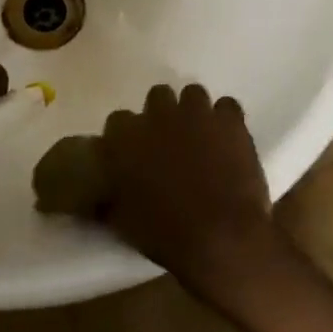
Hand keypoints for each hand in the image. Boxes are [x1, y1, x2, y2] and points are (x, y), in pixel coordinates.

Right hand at [98, 84, 283, 298]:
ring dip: (193, 112)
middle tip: (169, 141)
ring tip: (200, 137)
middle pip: (157, 96)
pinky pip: (227, 106)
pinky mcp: (230, 121)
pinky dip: (226, 120)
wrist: (221, 238)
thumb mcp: (123, 221)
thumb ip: (109, 198)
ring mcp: (197, 113)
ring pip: (193, 94)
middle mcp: (159, 115)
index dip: (127, 136)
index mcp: (127, 137)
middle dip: (162, 114)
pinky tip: (227, 140)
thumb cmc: (166, 233)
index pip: (118, 121)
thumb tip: (103, 195)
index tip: (133, 153)